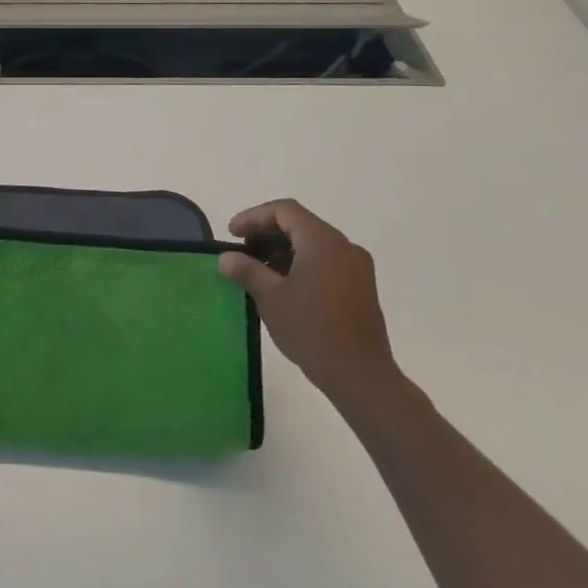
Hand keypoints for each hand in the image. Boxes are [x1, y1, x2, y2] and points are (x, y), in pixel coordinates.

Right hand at [218, 199, 395, 403]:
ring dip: (282, 250)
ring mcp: (356, 268)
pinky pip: (325, 261)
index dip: (254, 217)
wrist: (360, 376)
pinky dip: (300, 264)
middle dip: (266, 234)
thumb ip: (246, 270)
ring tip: (257, 272)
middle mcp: (344, 247)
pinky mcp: (360, 288)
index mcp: (323, 241)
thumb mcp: (270, 297)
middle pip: (299, 224)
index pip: (284, 211)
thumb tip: (226, 258)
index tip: (232, 234)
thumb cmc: (312, 329)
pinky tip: (282, 287)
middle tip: (241, 252)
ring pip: (312, 244)